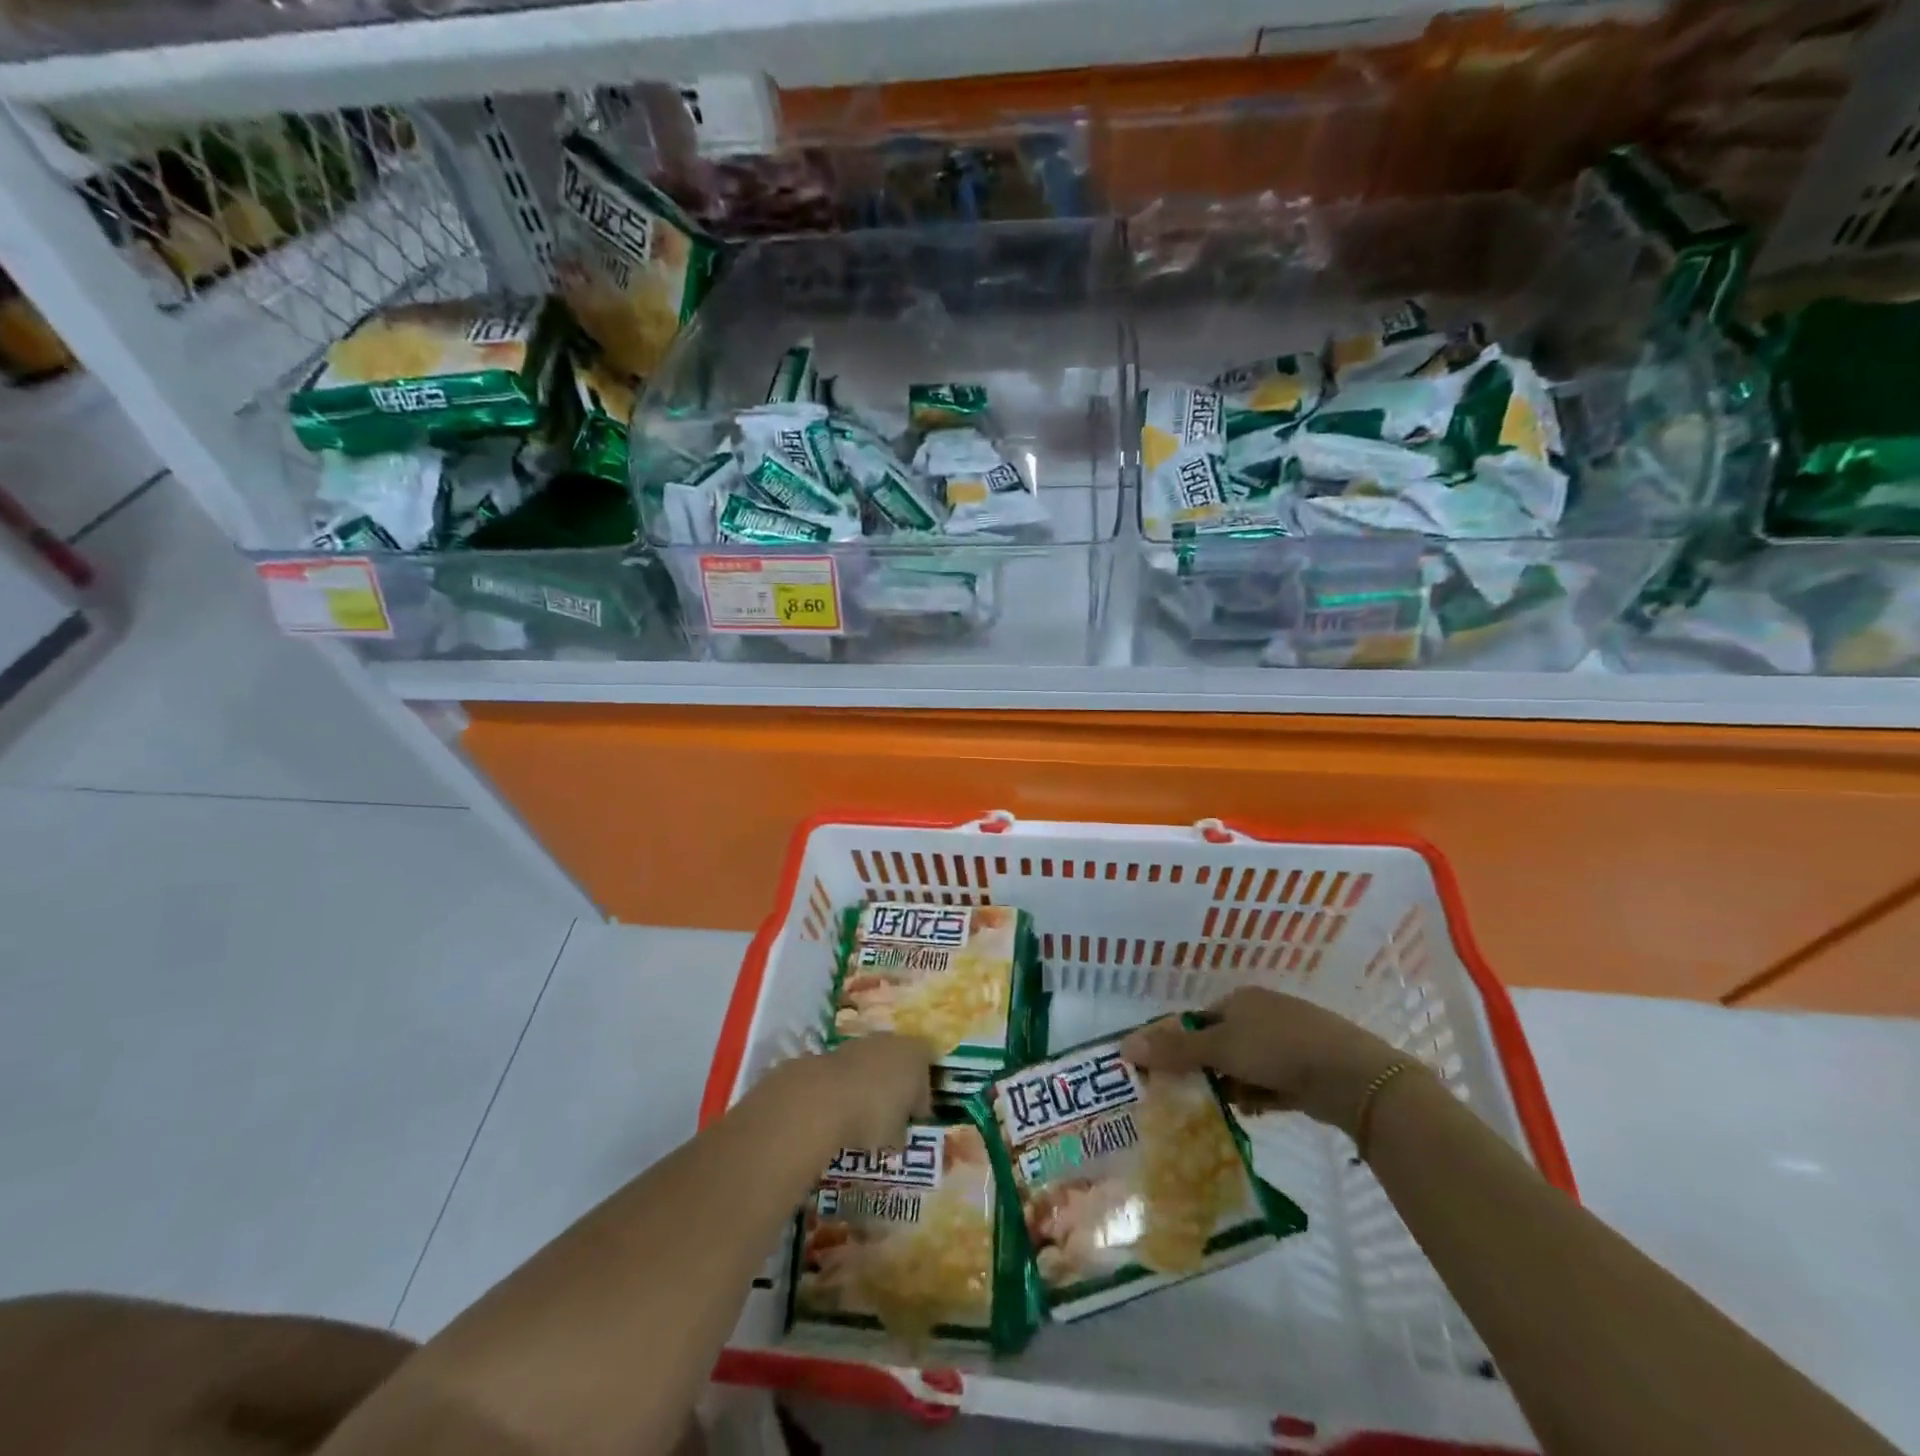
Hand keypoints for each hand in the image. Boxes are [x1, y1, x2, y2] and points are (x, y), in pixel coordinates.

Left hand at [792, 1034, 934, 1150]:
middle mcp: (893, 1041)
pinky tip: (843, 1108)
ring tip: (862, 1115)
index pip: (928, 1077)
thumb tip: (898, 1135)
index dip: (921, 1102)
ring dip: (872, 1084)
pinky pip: (851, 1070)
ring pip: (875, 1065)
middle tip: (889, 1117)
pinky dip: (850, 1085)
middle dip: (896, 1088)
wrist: (823, 1098)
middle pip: (901, 1066)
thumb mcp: (897, 1135)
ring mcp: (863, 1042)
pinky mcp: (836, 1049)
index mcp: (918, 1054)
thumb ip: (902, 1132)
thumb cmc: (874, 1114)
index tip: (911, 1122)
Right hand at [1120, 987, 1411, 1137]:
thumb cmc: (1279, 1049)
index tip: (1165, 1073)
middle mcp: (1262, 1015)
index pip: (1197, 1019)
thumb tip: (1125, 1045)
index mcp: (1240, 999)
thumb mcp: (1221, 1048)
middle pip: (1220, 1043)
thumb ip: (1175, 1050)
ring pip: (1244, 1066)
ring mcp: (1287, 1042)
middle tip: (1187, 1097)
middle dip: (1205, 1070)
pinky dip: (1258, 1096)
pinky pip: (1269, 1083)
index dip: (1179, 1044)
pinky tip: (1253, 1112)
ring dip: (1232, 1087)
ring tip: (1217, 1111)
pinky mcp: (1306, 1070)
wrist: (1354, 1077)